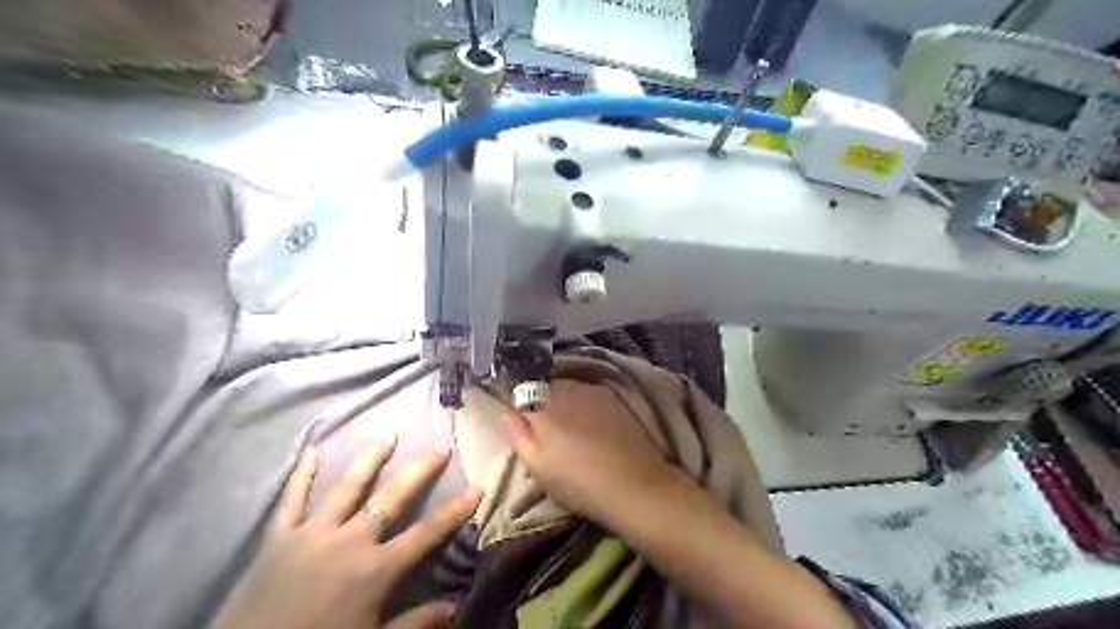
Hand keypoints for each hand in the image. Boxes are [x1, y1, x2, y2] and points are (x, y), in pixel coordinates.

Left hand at [209, 437, 481, 628]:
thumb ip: (414, 624)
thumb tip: (455, 607)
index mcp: (375, 569)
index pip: (426, 533)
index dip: (454, 511)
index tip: (476, 487)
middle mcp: (350, 542)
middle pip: (392, 498)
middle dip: (419, 471)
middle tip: (438, 446)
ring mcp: (313, 534)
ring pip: (347, 488)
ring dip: (368, 460)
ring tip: (386, 437)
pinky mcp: (279, 537)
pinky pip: (292, 500)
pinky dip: (302, 475)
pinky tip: (311, 450)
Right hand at [501, 380, 676, 527]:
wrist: (633, 484)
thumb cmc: (579, 483)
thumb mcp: (538, 467)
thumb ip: (518, 436)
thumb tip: (505, 413)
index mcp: (540, 407)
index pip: (519, 396)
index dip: (519, 410)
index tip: (523, 426)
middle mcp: (564, 390)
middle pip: (543, 389)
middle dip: (541, 403)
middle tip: (548, 431)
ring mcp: (590, 390)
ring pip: (567, 389)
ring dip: (563, 401)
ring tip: (571, 426)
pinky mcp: (611, 397)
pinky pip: (587, 392)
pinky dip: (584, 402)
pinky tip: (592, 423)